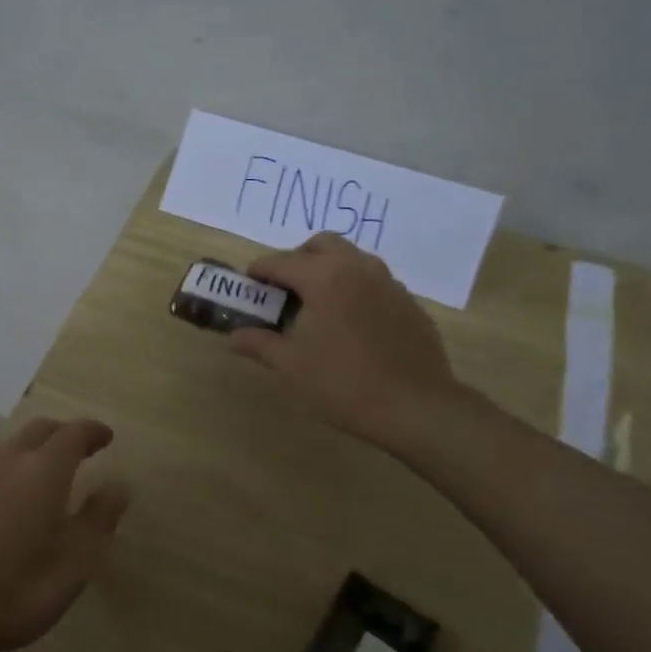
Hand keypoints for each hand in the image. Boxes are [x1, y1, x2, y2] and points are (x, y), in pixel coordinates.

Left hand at [0, 417, 128, 651]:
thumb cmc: (15, 590)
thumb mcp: (74, 564)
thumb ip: (98, 520)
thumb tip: (118, 486)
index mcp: (43, 472)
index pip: (72, 434)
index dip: (92, 431)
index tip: (107, 437)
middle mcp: (9, 464)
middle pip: (39, 430)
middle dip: (64, 432)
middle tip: (83, 448)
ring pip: (12, 445)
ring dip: (37, 447)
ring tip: (52, 471)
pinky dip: (14, 467)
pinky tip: (16, 499)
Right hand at [232, 233, 476, 454]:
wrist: (417, 407)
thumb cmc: (345, 384)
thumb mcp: (292, 366)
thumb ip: (259, 344)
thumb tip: (233, 336)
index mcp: (325, 277)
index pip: (282, 262)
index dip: (260, 271)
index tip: (248, 283)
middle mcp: (358, 268)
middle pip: (322, 244)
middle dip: (298, 258)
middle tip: (284, 288)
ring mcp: (389, 283)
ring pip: (352, 258)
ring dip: (329, 269)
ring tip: (317, 303)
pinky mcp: (409, 302)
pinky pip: (374, 281)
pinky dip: (355, 287)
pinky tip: (351, 322)